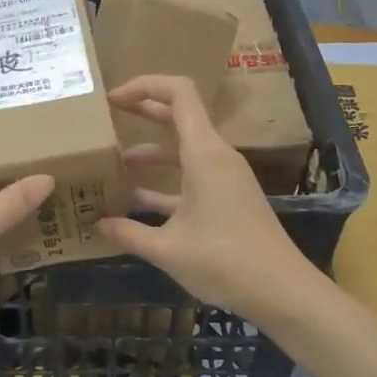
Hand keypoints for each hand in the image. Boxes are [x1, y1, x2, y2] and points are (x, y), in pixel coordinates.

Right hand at [98, 76, 316, 323]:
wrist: (280, 291)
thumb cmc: (223, 261)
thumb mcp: (166, 249)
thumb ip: (128, 233)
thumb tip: (97, 225)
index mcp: (204, 154)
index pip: (178, 93)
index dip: (144, 85)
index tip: (112, 99)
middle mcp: (216, 156)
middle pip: (179, 115)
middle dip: (143, 110)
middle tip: (106, 115)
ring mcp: (224, 177)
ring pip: (182, 150)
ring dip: (149, 152)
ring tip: (111, 163)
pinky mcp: (227, 198)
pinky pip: (190, 176)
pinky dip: (163, 181)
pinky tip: (134, 201)